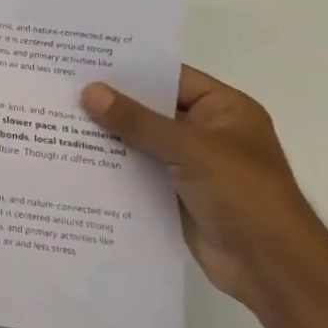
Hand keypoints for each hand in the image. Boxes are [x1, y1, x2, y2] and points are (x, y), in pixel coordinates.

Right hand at [80, 67, 327, 308]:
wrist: (270, 266)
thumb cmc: (244, 194)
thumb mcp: (190, 149)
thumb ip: (138, 121)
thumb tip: (90, 91)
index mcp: (223, 110)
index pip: (170, 78)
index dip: (129, 69)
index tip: (83, 61)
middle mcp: (206, 132)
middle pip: (150, 109)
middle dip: (110, 103)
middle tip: (60, 88)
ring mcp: (189, 165)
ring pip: (139, 142)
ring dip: (106, 136)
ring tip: (56, 119)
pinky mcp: (173, 194)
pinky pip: (136, 172)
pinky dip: (111, 167)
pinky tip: (72, 158)